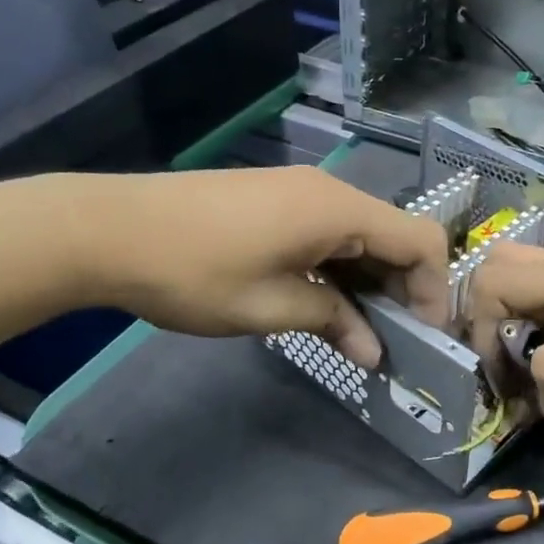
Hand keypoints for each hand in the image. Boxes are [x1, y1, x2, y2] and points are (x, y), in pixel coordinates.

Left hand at [66, 167, 450, 367]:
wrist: (109, 230)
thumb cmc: (196, 273)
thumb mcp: (271, 308)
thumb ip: (333, 323)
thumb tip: (375, 352)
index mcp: (339, 211)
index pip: (421, 241)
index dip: (434, 290)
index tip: (424, 337)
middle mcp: (329, 192)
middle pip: (394, 236)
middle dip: (403, 289)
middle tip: (394, 342)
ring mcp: (300, 191)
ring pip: (361, 235)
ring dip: (369, 282)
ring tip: (358, 331)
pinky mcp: (275, 199)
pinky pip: (329, 232)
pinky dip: (340, 268)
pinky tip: (324, 302)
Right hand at [465, 243, 543, 441]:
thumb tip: (529, 381)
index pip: (493, 279)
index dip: (479, 325)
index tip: (498, 374)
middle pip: (504, 274)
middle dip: (487, 320)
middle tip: (500, 368)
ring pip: (527, 299)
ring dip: (513, 339)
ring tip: (525, 390)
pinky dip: (540, 351)